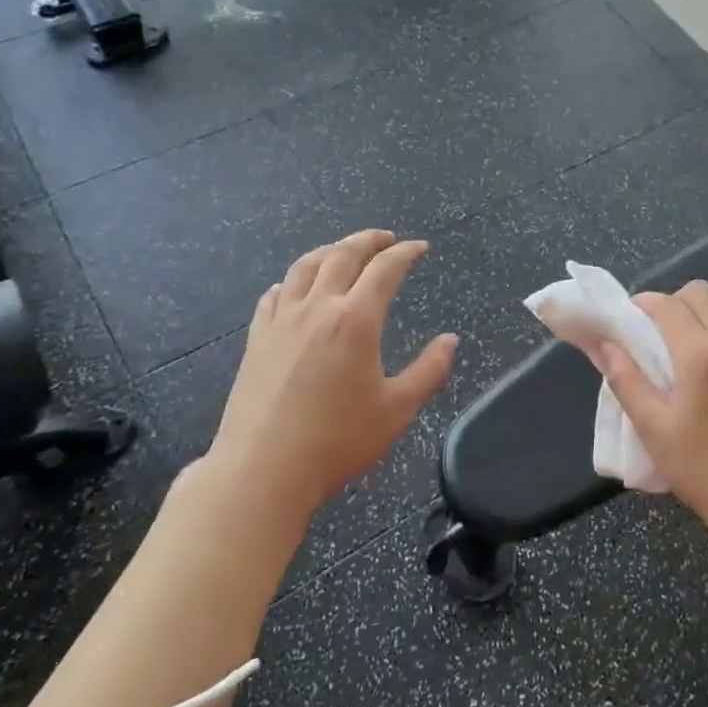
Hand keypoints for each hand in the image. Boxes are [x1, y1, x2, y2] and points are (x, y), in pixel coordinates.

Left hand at [194, 230, 457, 523]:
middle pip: (343, 255)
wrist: (263, 468)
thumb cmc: (338, 440)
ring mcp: (282, 320)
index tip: (420, 248)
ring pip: (305, 267)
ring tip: (344, 250)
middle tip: (386, 238)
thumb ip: (429, 371)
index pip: (385, 269)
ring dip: (330, 250)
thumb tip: (450, 341)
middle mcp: (317, 308)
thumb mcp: (397, 409)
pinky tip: (295, 287)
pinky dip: (293, 280)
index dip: (406, 253)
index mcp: (356, 320)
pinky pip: (275, 294)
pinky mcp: (257, 338)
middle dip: (368, 241)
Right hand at [597, 281, 707, 530]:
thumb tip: (606, 346)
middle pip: (701, 293)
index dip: (643, 304)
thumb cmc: (700, 466)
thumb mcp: (652, 427)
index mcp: (700, 354)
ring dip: (699, 314)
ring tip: (682, 346)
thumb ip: (626, 379)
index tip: (628, 319)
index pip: (668, 305)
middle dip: (673, 302)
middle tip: (654, 331)